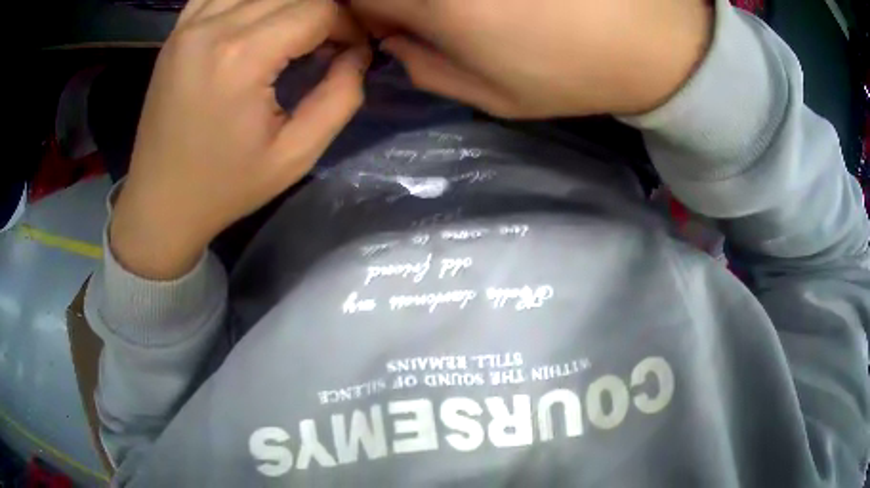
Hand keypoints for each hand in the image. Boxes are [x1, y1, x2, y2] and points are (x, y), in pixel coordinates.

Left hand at [111, 0, 370, 278]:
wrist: (160, 202)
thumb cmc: (225, 187)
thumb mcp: (295, 156)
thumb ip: (340, 97)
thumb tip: (358, 53)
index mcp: (241, 59)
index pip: (318, 9)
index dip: (347, 24)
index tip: (352, 50)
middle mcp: (212, 28)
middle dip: (323, 11)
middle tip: (328, 42)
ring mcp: (188, 26)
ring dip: (289, 3)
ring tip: (295, 32)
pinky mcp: (176, 32)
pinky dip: (249, 0)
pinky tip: (257, 20)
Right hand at [352, 0, 712, 117]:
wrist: (652, 38)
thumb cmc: (574, 73)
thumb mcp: (493, 96)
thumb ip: (425, 69)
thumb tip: (392, 40)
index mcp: (440, 4)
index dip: (363, 12)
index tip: (391, 26)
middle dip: (390, 1)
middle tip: (427, 17)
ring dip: (435, 1)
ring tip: (473, 13)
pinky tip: (499, 5)